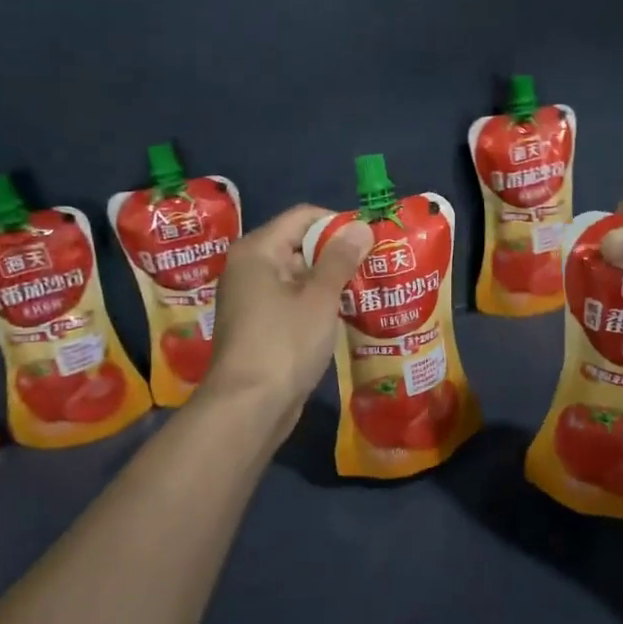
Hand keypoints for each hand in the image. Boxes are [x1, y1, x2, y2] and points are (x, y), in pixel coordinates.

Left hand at [197, 205, 370, 427]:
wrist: (249, 407)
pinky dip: (315, 304)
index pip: (302, 217)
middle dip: (337, 254)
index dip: (338, 223)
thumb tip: (360, 226)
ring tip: (367, 289)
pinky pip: (290, 302)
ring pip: (296, 276)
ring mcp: (250, 299)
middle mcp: (248, 268)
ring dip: (329, 281)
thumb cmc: (285, 343)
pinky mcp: (257, 326)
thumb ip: (340, 259)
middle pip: (298, 245)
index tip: (370, 239)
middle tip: (375, 265)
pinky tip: (344, 315)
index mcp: (257, 250)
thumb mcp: (320, 298)